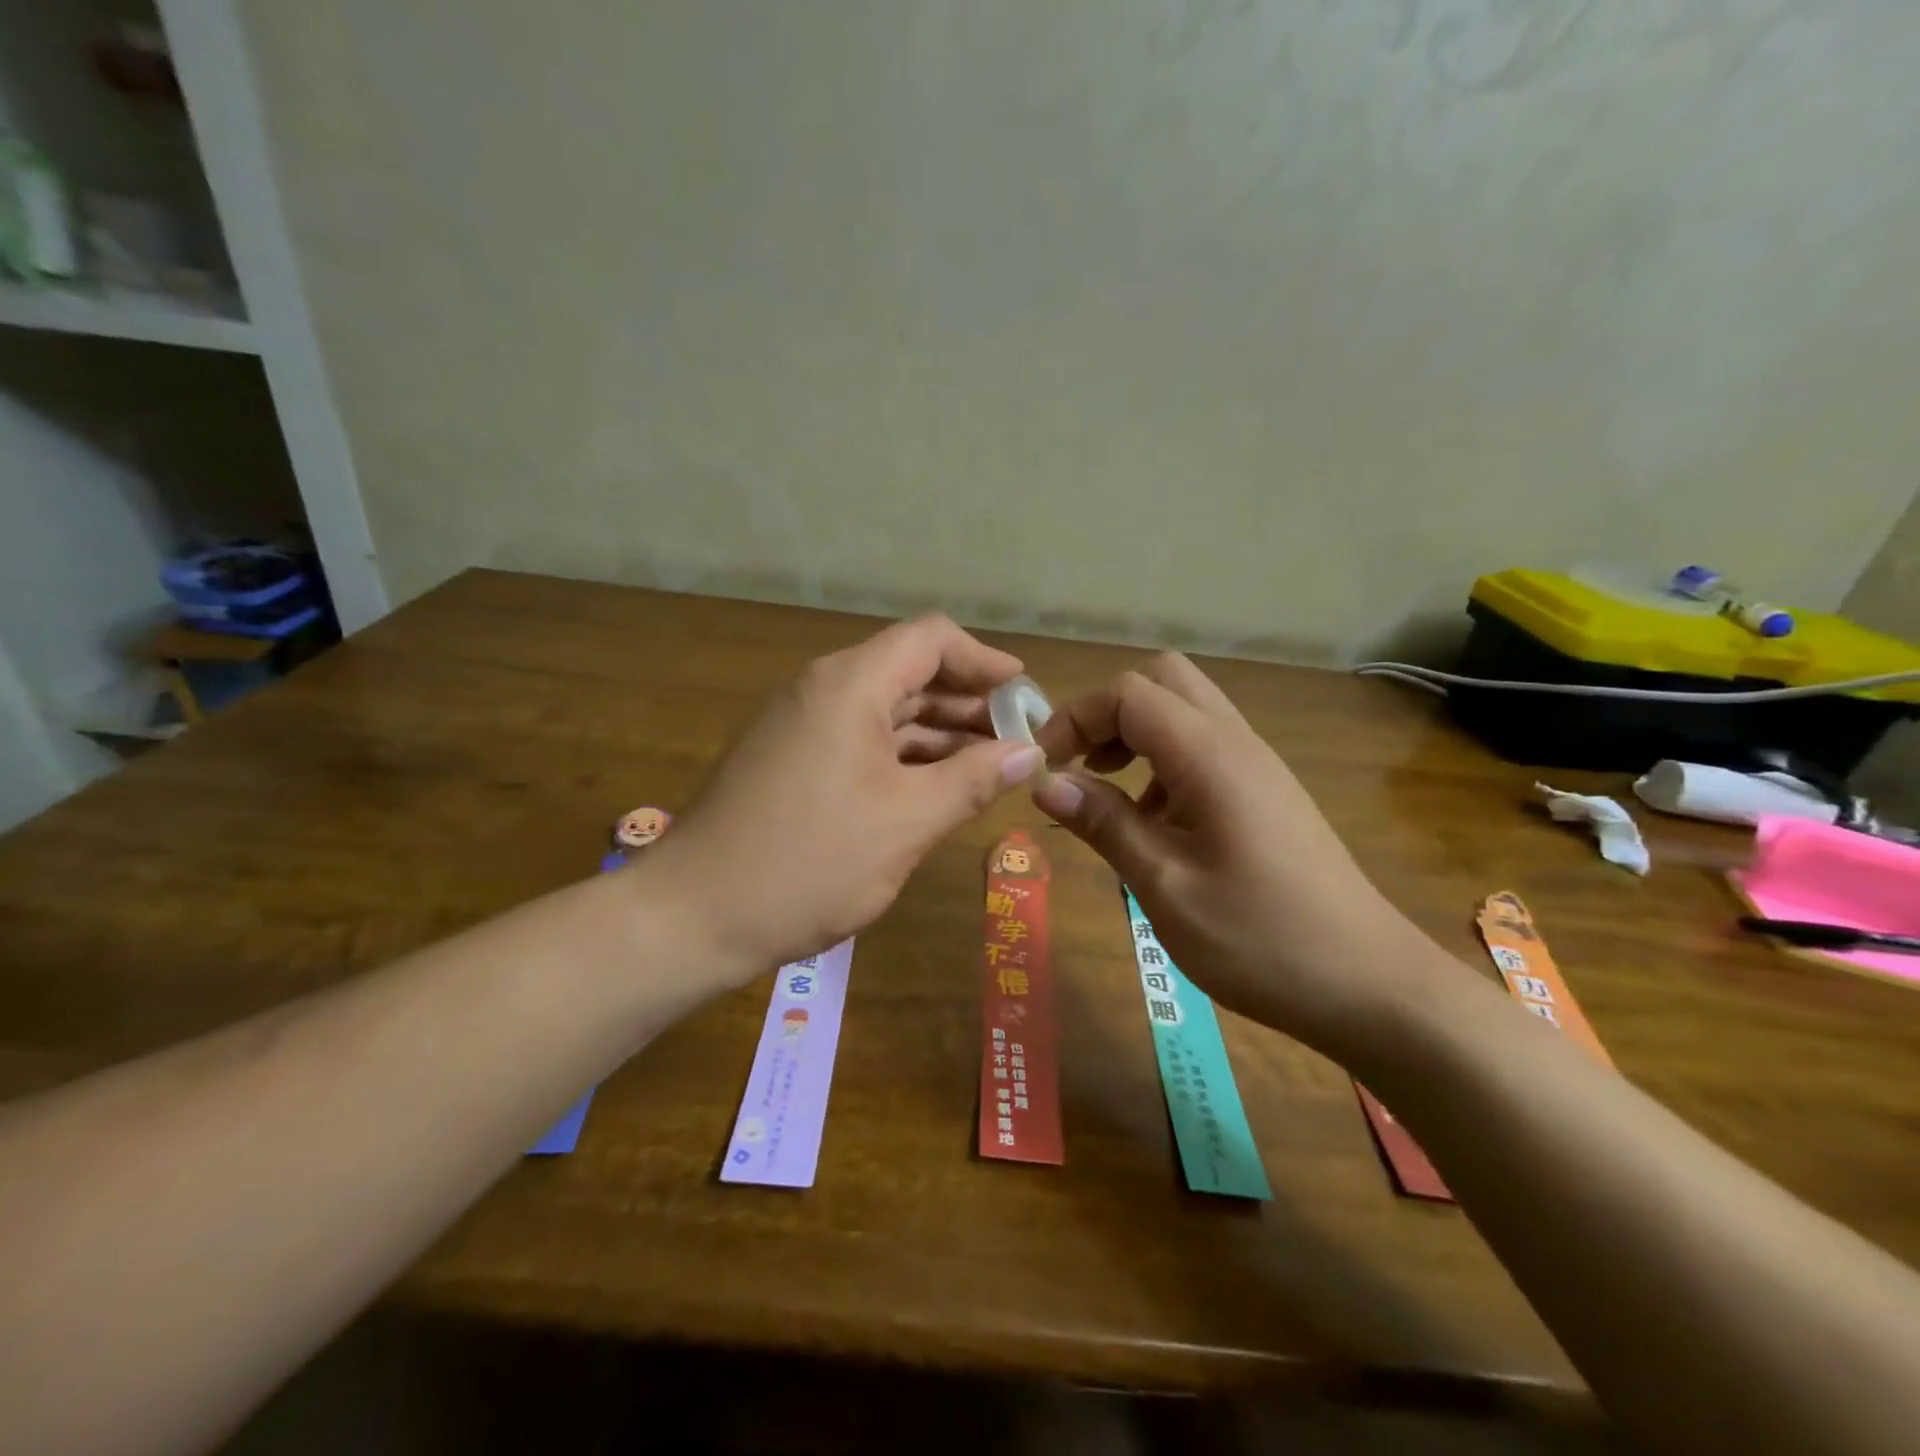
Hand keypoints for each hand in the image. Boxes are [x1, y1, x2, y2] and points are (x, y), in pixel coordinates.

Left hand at [647, 616, 1041, 974]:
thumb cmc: (810, 863)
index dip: (984, 660)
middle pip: (909, 671)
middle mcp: (823, 689)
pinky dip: (903, 754)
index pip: (931, 639)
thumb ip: (973, 780)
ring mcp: (802, 724)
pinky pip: (861, 739)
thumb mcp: (907, 822)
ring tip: (989, 765)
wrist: (694, 915)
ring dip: (938, 731)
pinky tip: (935, 785)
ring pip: (886, 709)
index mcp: (850, 685)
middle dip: (968, 701)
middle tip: (1016, 740)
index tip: (1024, 695)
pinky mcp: (791, 758)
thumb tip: (1028, 752)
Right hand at [1031, 653, 1445, 1059]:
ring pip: (1185, 712)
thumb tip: (1045, 782)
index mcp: (1211, 756)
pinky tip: (1154, 825)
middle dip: (1107, 713)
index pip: (1128, 693)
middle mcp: (1236, 743)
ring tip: (1107, 796)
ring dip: (1135, 737)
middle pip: (1162, 681)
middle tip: (1078, 766)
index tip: (1045, 767)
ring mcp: (1257, 766)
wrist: (1372, 986)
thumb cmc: (1262, 940)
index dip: (1075, 716)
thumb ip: (1104, 824)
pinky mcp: (1266, 793)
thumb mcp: (1166, 887)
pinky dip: (1163, 764)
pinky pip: (1204, 749)